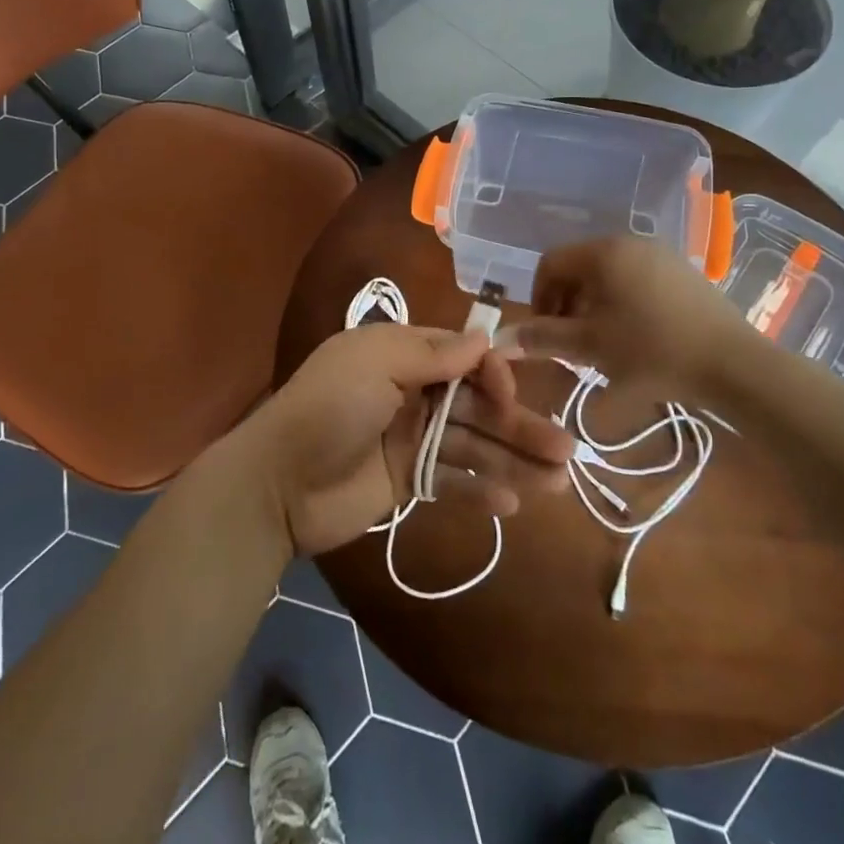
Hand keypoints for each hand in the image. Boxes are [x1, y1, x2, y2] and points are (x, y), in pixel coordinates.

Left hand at [238, 323, 574, 557]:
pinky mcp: (407, 480)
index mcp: (402, 355)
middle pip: (477, 406)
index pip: (464, 357)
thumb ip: (431, 353)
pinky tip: (512, 504)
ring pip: (473, 445)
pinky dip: (480, 490)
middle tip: (567, 450)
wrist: (277, 484)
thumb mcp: (374, 363)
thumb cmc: (328, 409)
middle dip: (520, 425)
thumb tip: (484, 340)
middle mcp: (412, 392)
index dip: (494, 375)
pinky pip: (452, 480)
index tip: (512, 395)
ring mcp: (411, 438)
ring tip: (559, 483)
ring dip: (513, 461)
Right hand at [507, 236, 756, 400]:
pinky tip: (635, 338)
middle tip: (571, 344)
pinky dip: (622, 304)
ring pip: (608, 275)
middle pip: (579, 267)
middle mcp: (630, 242)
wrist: (734, 364)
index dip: (539, 297)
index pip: (550, 262)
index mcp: (604, 252)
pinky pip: (637, 280)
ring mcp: (661, 255)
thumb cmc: (652, 351)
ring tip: (601, 345)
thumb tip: (502, 336)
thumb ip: (543, 338)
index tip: (546, 334)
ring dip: (593, 306)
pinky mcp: (684, 272)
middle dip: (566, 304)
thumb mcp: (590, 346)